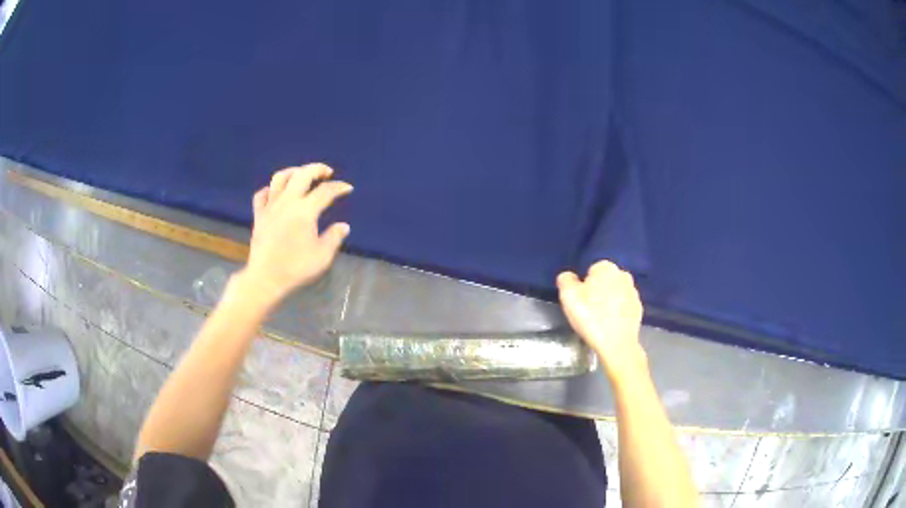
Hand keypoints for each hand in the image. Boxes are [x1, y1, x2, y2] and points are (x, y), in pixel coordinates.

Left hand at [240, 164, 352, 305]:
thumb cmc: (295, 268)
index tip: (348, 188)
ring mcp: (270, 206)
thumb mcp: (322, 256)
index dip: (339, 187)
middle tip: (327, 173)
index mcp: (305, 211)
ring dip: (294, 171)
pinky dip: (271, 189)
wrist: (265, 279)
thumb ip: (334, 238)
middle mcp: (287, 202)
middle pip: (302, 174)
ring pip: (280, 177)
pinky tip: (277, 193)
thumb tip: (343, 226)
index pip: (325, 191)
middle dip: (317, 169)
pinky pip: (262, 194)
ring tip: (302, 174)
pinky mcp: (258, 215)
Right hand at [557, 260, 646, 378]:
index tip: (580, 301)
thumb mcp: (568, 296)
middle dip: (598, 291)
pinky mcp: (639, 308)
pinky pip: (624, 306)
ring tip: (599, 319)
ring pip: (616, 293)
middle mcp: (623, 275)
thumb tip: (569, 276)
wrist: (617, 343)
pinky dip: (618, 312)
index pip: (591, 270)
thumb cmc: (591, 317)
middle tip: (588, 310)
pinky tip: (610, 324)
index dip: (583, 285)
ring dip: (609, 301)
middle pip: (605, 281)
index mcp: (606, 268)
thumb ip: (566, 280)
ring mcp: (634, 292)